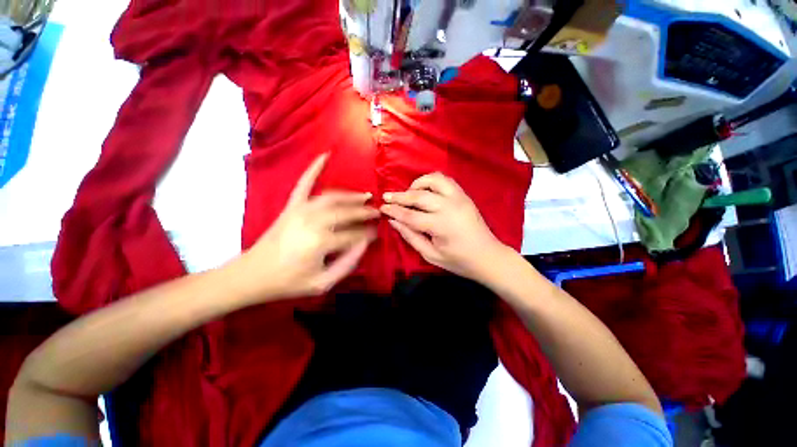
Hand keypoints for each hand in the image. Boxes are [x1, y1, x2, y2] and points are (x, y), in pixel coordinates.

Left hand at [231, 154, 378, 301]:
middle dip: (365, 212)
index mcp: (321, 242)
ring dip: (351, 195)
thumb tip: (364, 243)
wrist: (252, 275)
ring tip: (365, 196)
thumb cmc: (289, 282)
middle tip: (378, 212)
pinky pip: (304, 183)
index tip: (377, 234)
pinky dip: (314, 168)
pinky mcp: (291, 206)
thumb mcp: (323, 283)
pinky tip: (325, 155)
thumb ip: (348, 263)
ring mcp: (300, 210)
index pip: (354, 234)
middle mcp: (313, 221)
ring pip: (332, 197)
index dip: (368, 234)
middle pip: (346, 212)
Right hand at [381, 172, 509, 282]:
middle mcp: (449, 206)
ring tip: (409, 193)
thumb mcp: (430, 254)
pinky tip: (426, 191)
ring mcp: (459, 198)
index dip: (393, 210)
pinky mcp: (464, 195)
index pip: (410, 214)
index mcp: (440, 225)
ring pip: (433, 180)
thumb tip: (393, 221)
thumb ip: (410, 236)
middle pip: (419, 195)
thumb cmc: (458, 261)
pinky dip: (432, 181)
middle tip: (387, 197)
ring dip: (417, 184)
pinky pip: (445, 180)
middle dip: (400, 196)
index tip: (381, 207)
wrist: (488, 256)